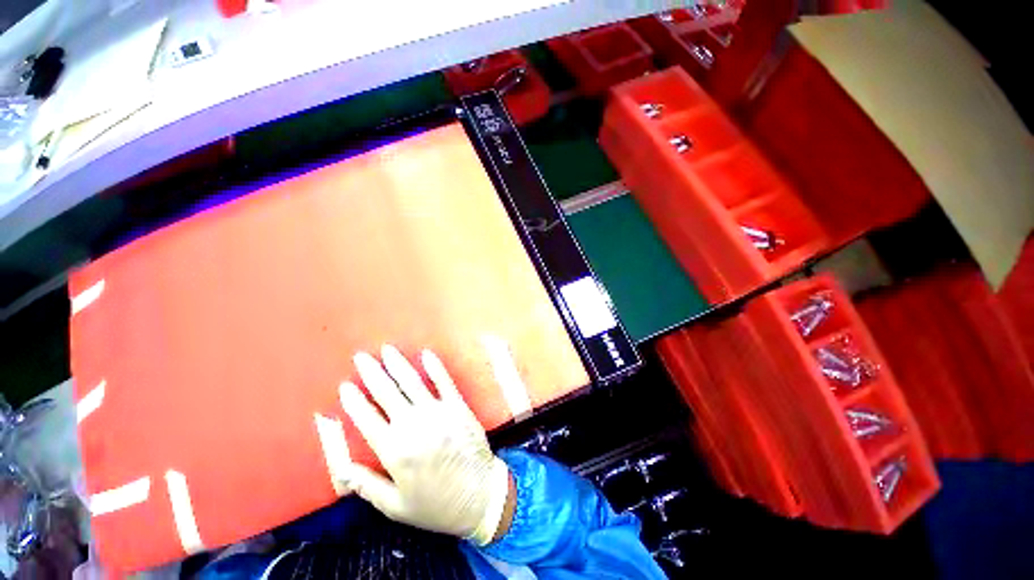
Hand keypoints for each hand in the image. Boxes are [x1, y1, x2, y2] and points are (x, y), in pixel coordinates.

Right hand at [338, 345, 513, 544]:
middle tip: (361, 356)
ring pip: (413, 382)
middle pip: (387, 393)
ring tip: (387, 350)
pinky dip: (435, 367)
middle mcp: (414, 425)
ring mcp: (438, 412)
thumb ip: (366, 485)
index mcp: (394, 450)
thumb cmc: (435, 505)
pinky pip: (444, 382)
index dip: (354, 401)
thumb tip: (340, 468)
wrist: (479, 496)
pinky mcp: (458, 406)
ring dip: (398, 364)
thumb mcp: (395, 506)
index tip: (345, 385)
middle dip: (372, 373)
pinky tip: (426, 354)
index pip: (367, 418)